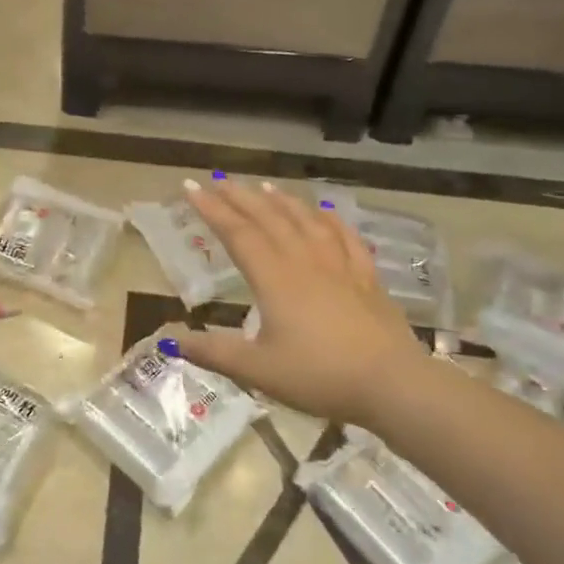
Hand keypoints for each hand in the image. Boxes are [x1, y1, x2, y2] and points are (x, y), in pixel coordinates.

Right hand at [175, 180, 433, 426]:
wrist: (392, 384)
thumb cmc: (319, 376)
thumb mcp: (258, 370)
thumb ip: (214, 352)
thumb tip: (172, 341)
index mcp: (274, 278)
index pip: (237, 233)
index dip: (212, 209)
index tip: (192, 188)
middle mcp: (304, 261)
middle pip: (268, 218)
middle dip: (240, 197)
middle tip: (219, 180)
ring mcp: (339, 265)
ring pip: (305, 220)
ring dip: (281, 201)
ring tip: (264, 187)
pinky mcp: (366, 276)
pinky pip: (345, 236)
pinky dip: (330, 219)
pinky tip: (325, 211)